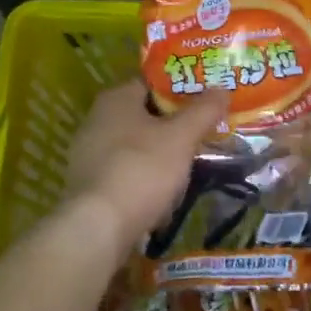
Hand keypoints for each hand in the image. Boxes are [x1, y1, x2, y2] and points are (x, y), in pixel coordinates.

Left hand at [63, 82, 229, 254]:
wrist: (99, 227)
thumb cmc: (142, 169)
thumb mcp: (181, 137)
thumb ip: (203, 111)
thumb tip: (222, 89)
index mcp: (116, 99)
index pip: (153, 83)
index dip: (182, 89)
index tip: (207, 101)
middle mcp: (96, 120)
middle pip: (144, 115)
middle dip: (174, 125)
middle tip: (204, 133)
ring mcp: (88, 154)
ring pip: (135, 146)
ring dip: (161, 154)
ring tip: (189, 165)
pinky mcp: (89, 185)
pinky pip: (125, 172)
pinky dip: (145, 178)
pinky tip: (164, 194)